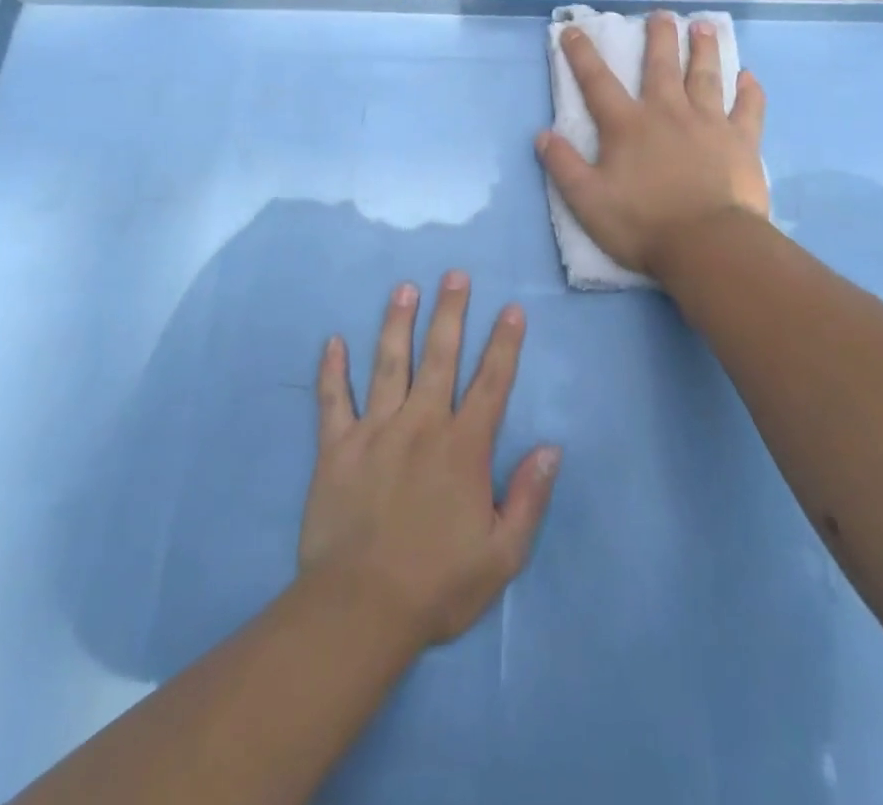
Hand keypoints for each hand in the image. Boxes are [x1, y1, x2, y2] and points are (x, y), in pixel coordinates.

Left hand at [299, 273, 560, 646]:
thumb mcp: (502, 555)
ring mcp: (375, 431)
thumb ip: (529, 497)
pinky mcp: (336, 447)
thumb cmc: (438, 585)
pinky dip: (331, 370)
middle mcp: (421, 425)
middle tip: (455, 274)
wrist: (360, 609)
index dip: (504, 344)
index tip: (512, 309)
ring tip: (404, 287)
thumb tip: (551, 447)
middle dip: (451, 312)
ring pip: (388, 364)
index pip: (491, 383)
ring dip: (397, 323)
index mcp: (463, 447)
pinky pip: (332, 400)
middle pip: (440, 357)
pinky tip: (332, 341)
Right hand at [536, 12, 768, 279]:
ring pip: (706, 76)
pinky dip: (749, 91)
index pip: (597, 82)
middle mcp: (667, 113)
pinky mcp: (741, 142)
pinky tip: (749, 76)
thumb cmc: (642, 224)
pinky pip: (748, 109)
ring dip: (704, 49)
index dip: (581, 54)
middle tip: (662, 15)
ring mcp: (709, 124)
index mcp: (627, 125)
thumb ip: (563, 165)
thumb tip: (542, 134)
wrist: (707, 245)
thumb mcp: (587, 200)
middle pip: (661, 66)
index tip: (573, 30)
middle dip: (659, 37)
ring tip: (704, 27)